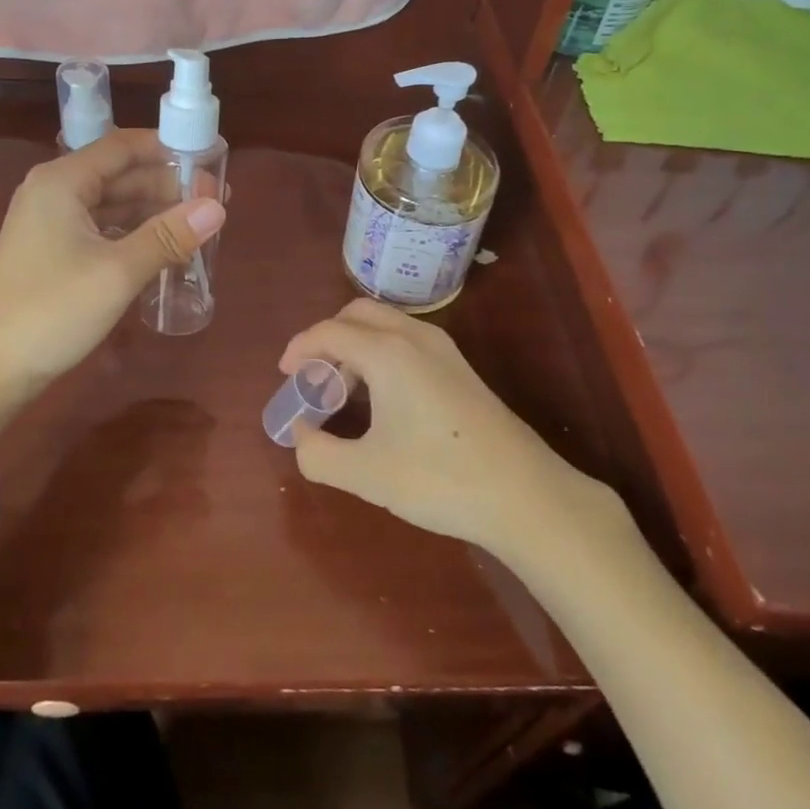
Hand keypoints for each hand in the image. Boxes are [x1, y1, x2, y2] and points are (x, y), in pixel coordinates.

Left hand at [0, 130, 224, 426]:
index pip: (124, 146)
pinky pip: (101, 230)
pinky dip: (133, 234)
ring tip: (199, 226)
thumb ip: (169, 235)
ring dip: (154, 212)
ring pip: (113, 204)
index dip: (169, 149)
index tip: (211, 161)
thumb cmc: (51, 311)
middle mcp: (54, 192)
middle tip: (215, 202)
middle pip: (120, 174)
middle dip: (167, 185)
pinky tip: (164, 249)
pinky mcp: (52, 252)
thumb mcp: (117, 272)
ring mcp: (50, 223)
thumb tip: (218, 207)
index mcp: (63, 181)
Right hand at [279, 299, 615, 552]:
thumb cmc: (439, 479)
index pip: (329, 332)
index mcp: (388, 352)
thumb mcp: (366, 475)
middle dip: (327, 337)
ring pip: (385, 324)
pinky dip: (381, 352)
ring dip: (356, 344)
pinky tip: (382, 398)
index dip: (300, 348)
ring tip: (344, 391)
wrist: (525, 495)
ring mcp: (443, 349)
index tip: (285, 375)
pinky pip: (407, 340)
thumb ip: (318, 454)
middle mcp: (414, 336)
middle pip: (358, 313)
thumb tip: (301, 435)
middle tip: (313, 377)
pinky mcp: (460, 367)